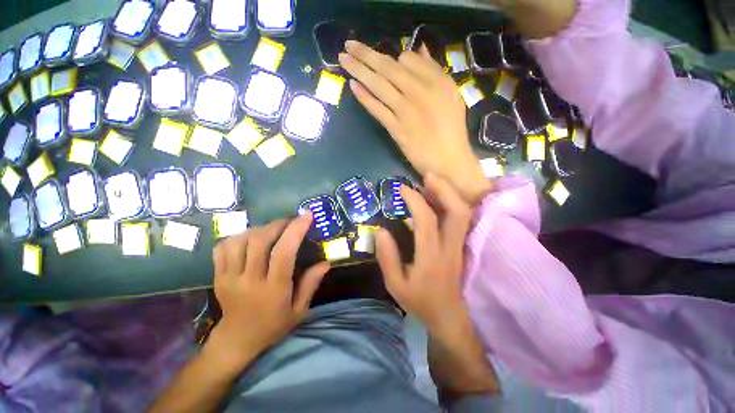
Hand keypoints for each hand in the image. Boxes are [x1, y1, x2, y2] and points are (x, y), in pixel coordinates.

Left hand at [208, 214, 330, 375]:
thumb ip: (311, 284)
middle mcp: (249, 280)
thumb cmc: (273, 325)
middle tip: (290, 221)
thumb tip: (326, 262)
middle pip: (259, 241)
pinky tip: (250, 238)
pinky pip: (223, 248)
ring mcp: (229, 278)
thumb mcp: (299, 310)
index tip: (307, 215)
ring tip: (272, 230)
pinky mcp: (218, 276)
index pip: (284, 253)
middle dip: (277, 224)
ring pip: (240, 241)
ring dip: (259, 229)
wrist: (237, 341)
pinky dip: (237, 237)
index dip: (296, 230)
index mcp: (273, 289)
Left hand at [339, 41, 491, 204]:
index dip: (392, 58)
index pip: (407, 59)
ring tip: (343, 58)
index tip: (382, 60)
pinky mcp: (396, 129)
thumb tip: (419, 50)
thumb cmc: (452, 130)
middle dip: (365, 54)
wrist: (448, 160)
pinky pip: (377, 109)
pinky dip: (364, 97)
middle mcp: (419, 91)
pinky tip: (353, 86)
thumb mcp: (451, 96)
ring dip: (359, 70)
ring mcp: (405, 111)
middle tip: (348, 45)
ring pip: (379, 85)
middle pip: (388, 68)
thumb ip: (435, 72)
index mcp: (436, 81)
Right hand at [375, 173, 472, 336]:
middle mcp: (449, 247)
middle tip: (427, 176)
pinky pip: (462, 219)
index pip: (426, 220)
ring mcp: (459, 246)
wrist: (448, 317)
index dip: (415, 200)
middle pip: (457, 211)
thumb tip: (381, 230)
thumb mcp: (395, 284)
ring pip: (463, 214)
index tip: (402, 188)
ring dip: (449, 193)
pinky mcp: (461, 246)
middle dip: (443, 189)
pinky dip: (452, 203)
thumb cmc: (420, 301)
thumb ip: (387, 257)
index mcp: (431, 257)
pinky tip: (439, 197)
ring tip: (432, 181)